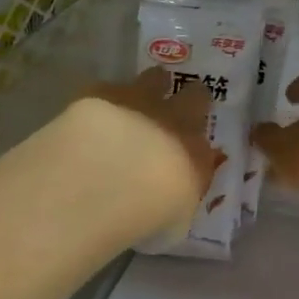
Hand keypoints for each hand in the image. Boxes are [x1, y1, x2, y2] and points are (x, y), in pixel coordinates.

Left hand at [65, 68, 221, 240]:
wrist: (106, 181)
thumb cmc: (148, 212)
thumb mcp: (173, 220)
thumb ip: (178, 199)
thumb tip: (174, 194)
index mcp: (197, 153)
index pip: (207, 142)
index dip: (199, 141)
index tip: (191, 147)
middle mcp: (175, 121)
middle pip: (195, 97)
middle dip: (190, 99)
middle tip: (178, 106)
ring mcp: (141, 101)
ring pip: (155, 79)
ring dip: (151, 86)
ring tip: (138, 99)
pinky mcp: (102, 93)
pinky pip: (110, 88)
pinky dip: (106, 98)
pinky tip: (92, 113)